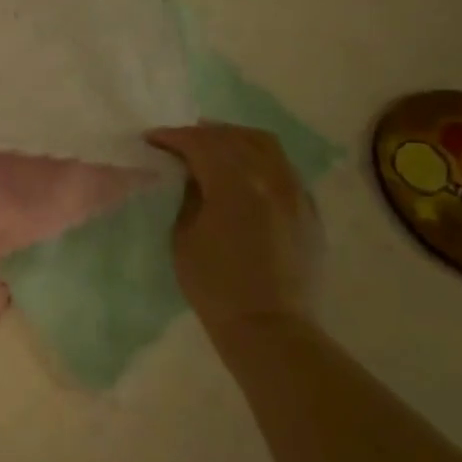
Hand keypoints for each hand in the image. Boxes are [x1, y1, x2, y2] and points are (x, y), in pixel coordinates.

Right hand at [145, 122, 320, 334]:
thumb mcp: (183, 236)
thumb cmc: (215, 286)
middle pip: (235, 137)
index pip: (201, 144)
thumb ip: (188, 195)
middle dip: (203, 133)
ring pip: (266, 146)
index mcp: (235, 185)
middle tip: (179, 142)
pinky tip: (243, 173)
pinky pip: (283, 168)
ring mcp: (296, 193)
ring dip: (234, 139)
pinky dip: (258, 159)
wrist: (269, 328)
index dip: (173, 137)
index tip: (151, 139)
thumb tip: (189, 174)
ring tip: (212, 148)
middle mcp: (271, 179)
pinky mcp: (309, 210)